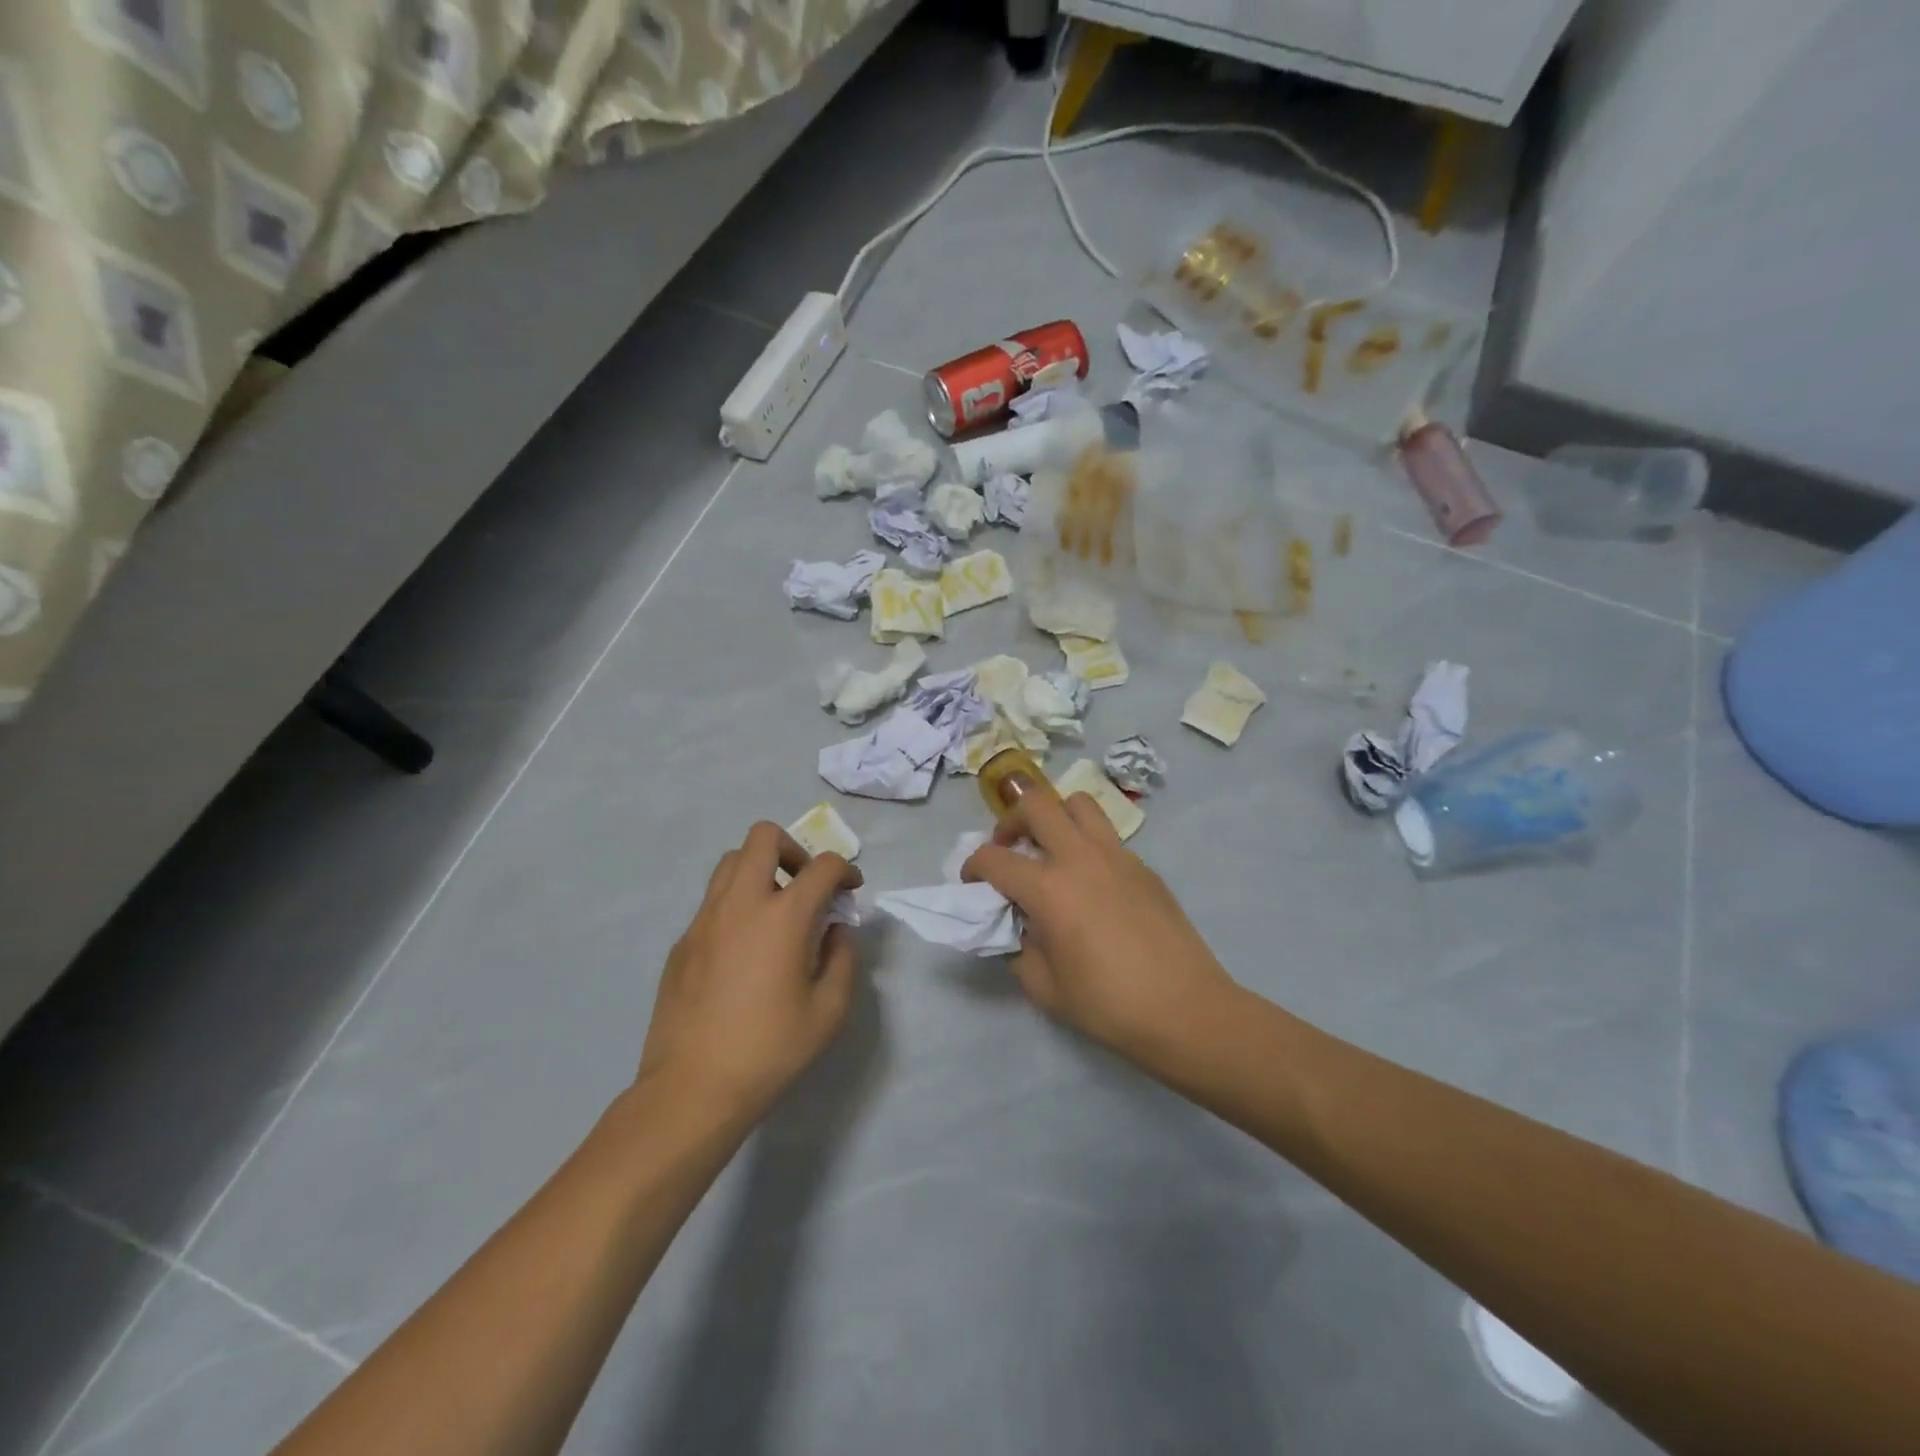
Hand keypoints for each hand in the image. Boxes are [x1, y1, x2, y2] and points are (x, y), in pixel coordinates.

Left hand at [638, 823, 862, 1121]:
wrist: (692, 1088)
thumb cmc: (770, 1050)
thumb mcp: (829, 1011)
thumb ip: (843, 958)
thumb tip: (835, 931)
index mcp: (783, 917)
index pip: (822, 866)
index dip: (845, 870)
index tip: (851, 891)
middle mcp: (741, 903)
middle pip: (764, 837)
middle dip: (795, 849)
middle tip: (806, 886)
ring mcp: (704, 919)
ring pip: (731, 861)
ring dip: (760, 869)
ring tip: (776, 910)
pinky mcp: (682, 942)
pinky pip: (712, 900)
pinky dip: (736, 903)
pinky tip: (745, 949)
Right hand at [962, 786, 1238, 1069]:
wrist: (1185, 1010)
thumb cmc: (1109, 1005)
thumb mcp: (1045, 988)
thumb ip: (1020, 950)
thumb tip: (1020, 927)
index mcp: (1049, 889)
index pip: (994, 858)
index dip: (973, 867)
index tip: (973, 883)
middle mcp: (1080, 858)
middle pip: (1036, 804)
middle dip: (1011, 820)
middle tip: (1010, 848)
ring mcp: (1117, 856)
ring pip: (1078, 804)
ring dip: (1055, 817)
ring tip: (1051, 849)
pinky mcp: (1143, 866)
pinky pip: (1106, 836)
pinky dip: (1087, 844)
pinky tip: (1092, 883)